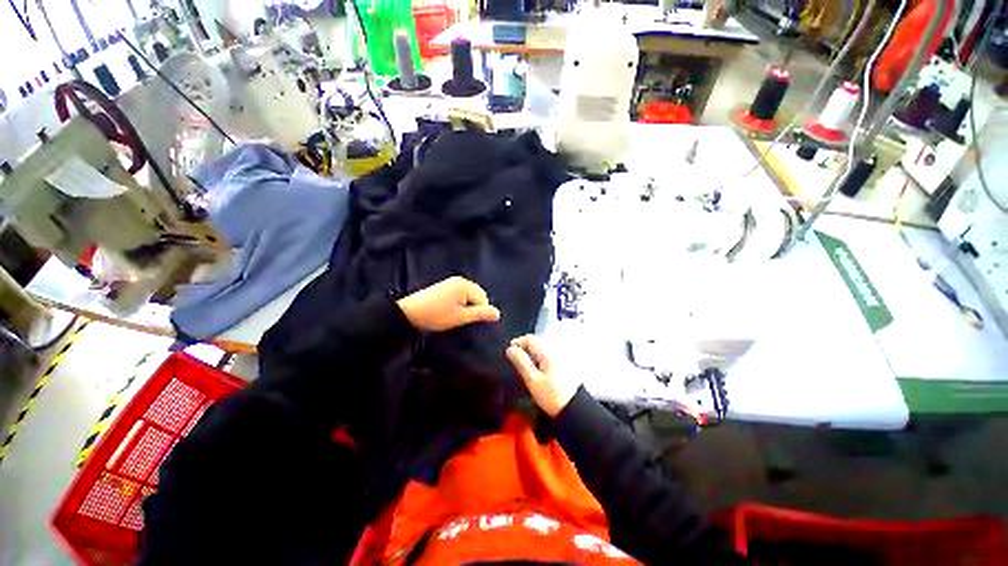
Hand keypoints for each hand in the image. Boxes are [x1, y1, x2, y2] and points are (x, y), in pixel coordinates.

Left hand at [396, 276, 500, 331]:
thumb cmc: (436, 315)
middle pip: (476, 296)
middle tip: (458, 318)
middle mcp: (459, 280)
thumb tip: (498, 313)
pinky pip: (458, 295)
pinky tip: (446, 311)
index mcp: (465, 285)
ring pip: (467, 297)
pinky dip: (456, 304)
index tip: (465, 319)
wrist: (408, 313)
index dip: (478, 311)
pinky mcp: (443, 287)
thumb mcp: (460, 317)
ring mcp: (450, 283)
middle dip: (471, 308)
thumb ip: (480, 314)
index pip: (483, 298)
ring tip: (451, 316)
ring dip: (463, 307)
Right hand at [506, 335, 579, 416]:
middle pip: (535, 344)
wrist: (574, 411)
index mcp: (547, 352)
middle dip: (523, 350)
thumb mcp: (533, 380)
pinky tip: (535, 374)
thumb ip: (521, 362)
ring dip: (530, 357)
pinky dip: (537, 362)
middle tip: (513, 363)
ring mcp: (559, 359)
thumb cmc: (552, 396)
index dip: (517, 343)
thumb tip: (510, 349)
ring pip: (540, 352)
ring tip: (522, 369)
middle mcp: (554, 352)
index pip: (529, 339)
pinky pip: (546, 359)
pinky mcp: (562, 367)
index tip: (508, 354)